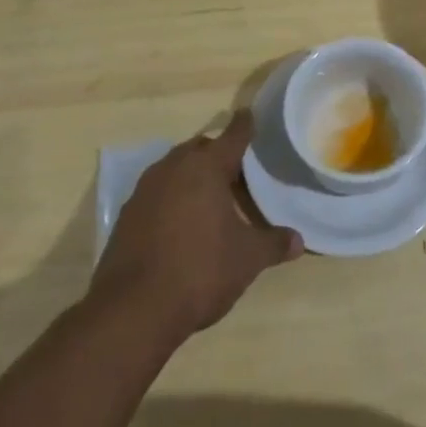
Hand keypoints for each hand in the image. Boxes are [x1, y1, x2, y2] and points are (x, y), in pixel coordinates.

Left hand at [89, 111, 302, 340]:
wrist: (132, 311)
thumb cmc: (200, 270)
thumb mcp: (247, 259)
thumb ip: (274, 243)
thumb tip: (298, 241)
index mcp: (206, 167)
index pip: (233, 135)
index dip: (245, 125)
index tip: (251, 115)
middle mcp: (173, 169)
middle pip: (200, 149)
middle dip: (217, 154)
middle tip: (237, 172)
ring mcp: (144, 191)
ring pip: (174, 169)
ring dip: (192, 177)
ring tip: (212, 199)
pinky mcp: (126, 217)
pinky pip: (156, 194)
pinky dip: (172, 199)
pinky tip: (183, 226)